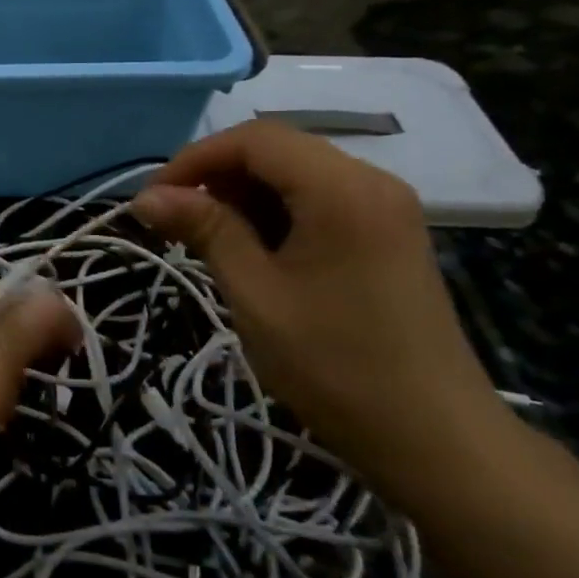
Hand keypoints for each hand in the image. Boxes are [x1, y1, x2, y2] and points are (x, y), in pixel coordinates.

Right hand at [132, 121, 509, 497]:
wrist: (433, 438)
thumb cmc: (334, 365)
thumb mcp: (255, 293)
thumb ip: (204, 230)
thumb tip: (145, 197)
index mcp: (342, 189)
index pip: (254, 139)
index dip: (194, 159)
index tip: (153, 199)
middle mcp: (371, 180)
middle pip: (277, 150)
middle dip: (217, 176)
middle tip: (175, 221)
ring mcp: (385, 206)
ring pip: (297, 173)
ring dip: (244, 195)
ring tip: (208, 239)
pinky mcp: (388, 232)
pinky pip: (320, 199)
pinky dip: (277, 212)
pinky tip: (254, 250)